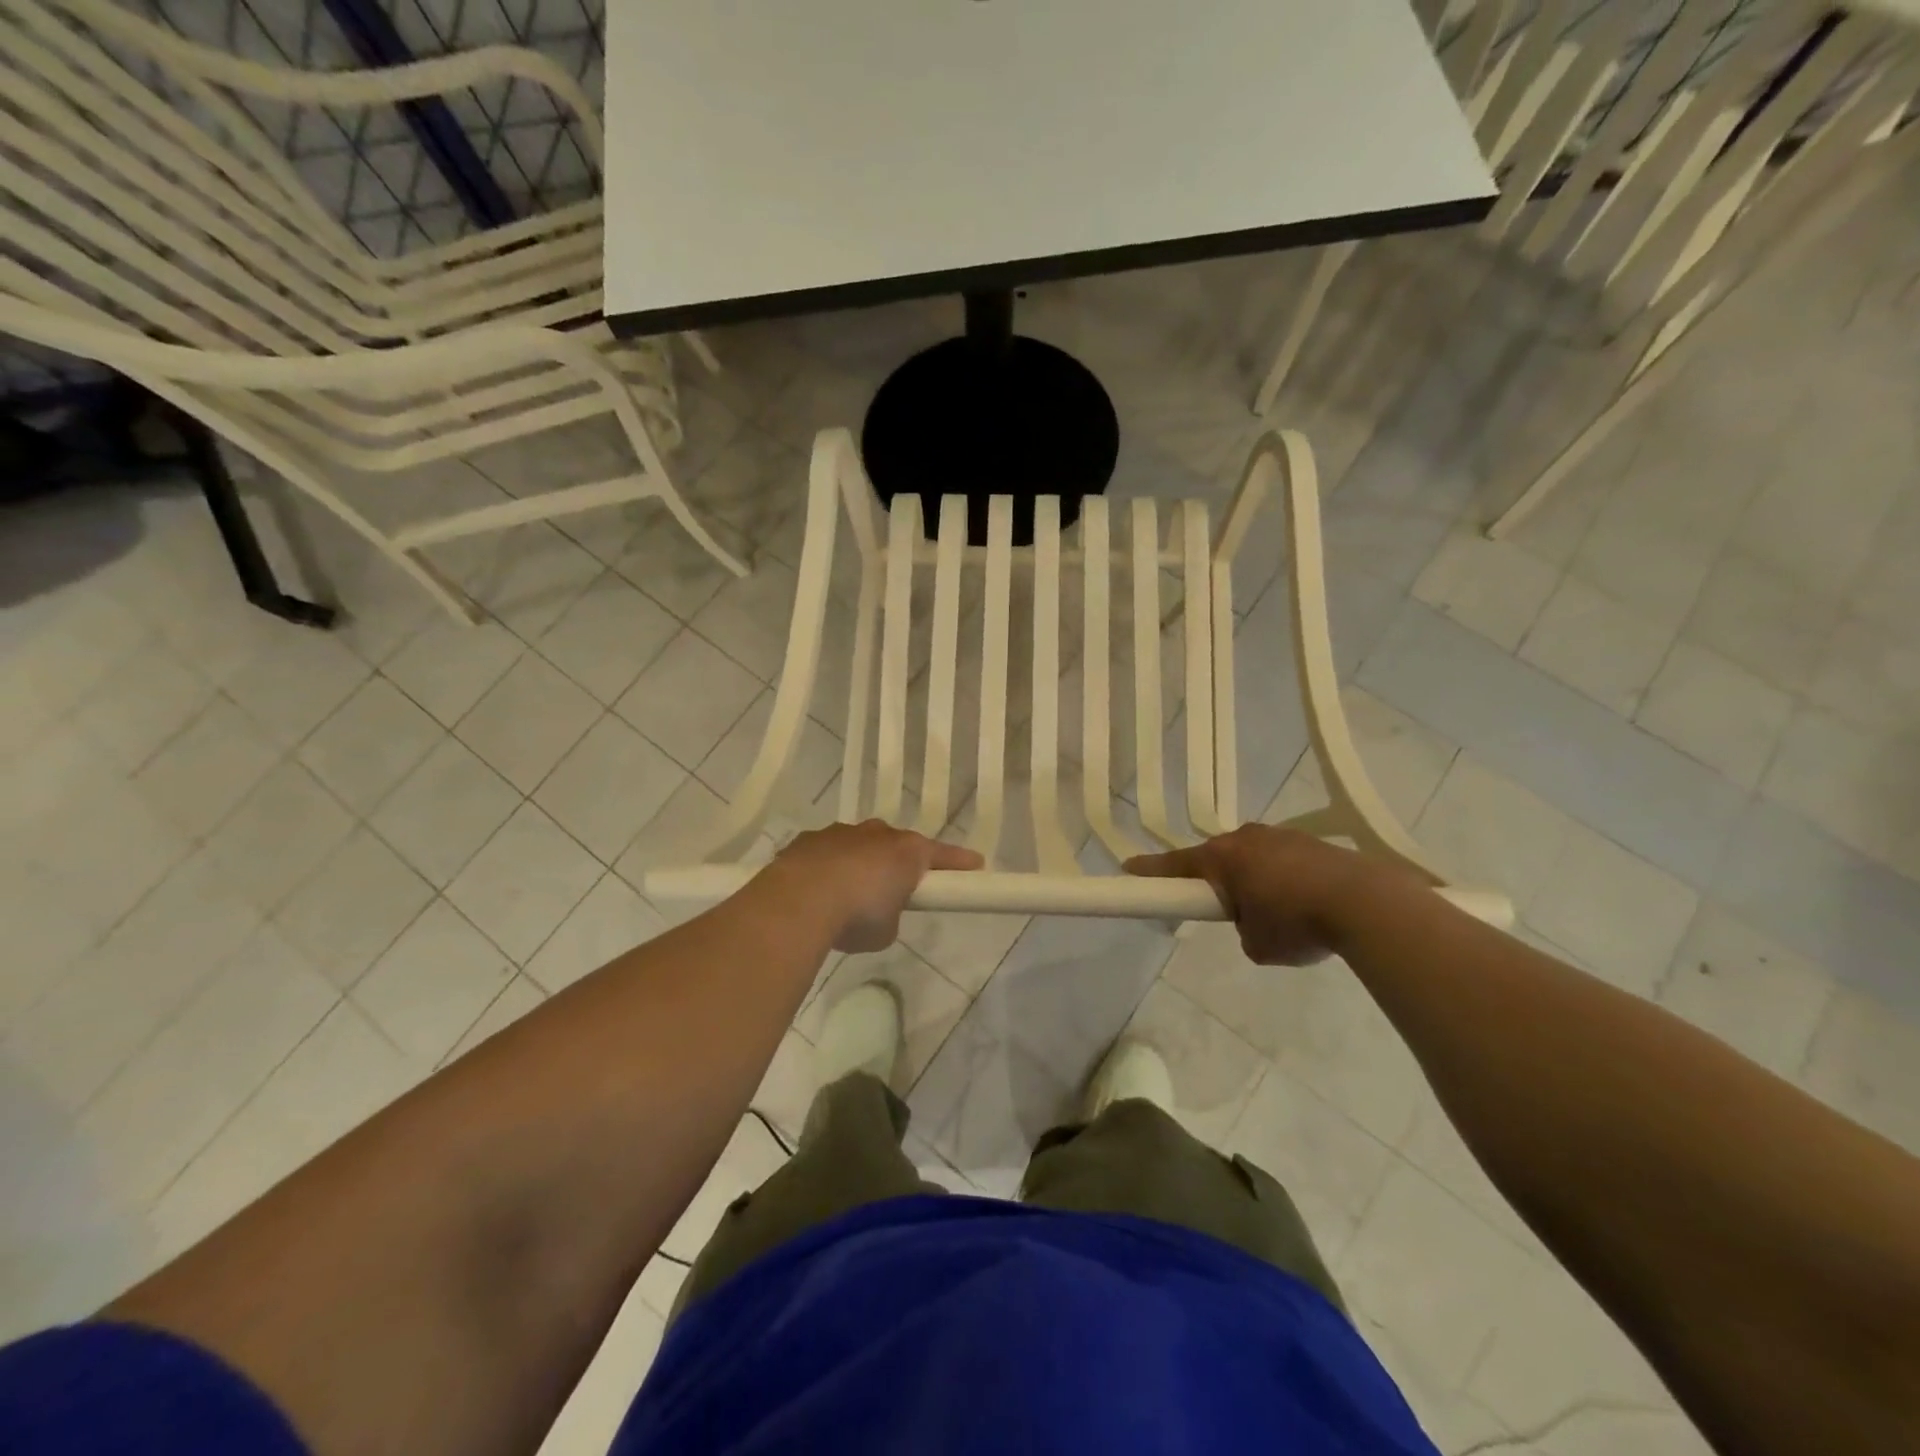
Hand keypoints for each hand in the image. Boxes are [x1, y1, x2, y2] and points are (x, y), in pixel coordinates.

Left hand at [764, 821, 983, 952]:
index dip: (959, 863)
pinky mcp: (807, 840)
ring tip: (846, 896)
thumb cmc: (857, 915)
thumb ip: (891, 916)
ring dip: (858, 865)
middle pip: (895, 845)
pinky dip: (826, 869)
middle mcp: (876, 833)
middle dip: (896, 864)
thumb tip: (878, 912)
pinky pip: (825, 853)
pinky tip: (815, 893)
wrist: (798, 901)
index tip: (976, 865)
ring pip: (858, 845)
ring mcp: (840, 833)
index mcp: (907, 851)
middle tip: (894, 890)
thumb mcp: (886, 930)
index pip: (942, 854)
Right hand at [1126, 826, 1405, 965]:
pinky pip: (1284, 860)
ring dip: (1256, 881)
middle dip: (1218, 883)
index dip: (1149, 871)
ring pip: (1253, 858)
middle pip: (1217, 859)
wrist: (1366, 903)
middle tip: (1230, 912)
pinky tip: (1308, 905)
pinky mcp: (1312, 841)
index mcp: (1221, 858)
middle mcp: (1246, 838)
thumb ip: (1242, 930)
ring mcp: (1281, 835)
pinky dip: (1286, 880)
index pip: (1174, 865)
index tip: (1128, 869)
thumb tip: (1254, 922)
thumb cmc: (1296, 923)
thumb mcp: (1256, 945)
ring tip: (1282, 915)